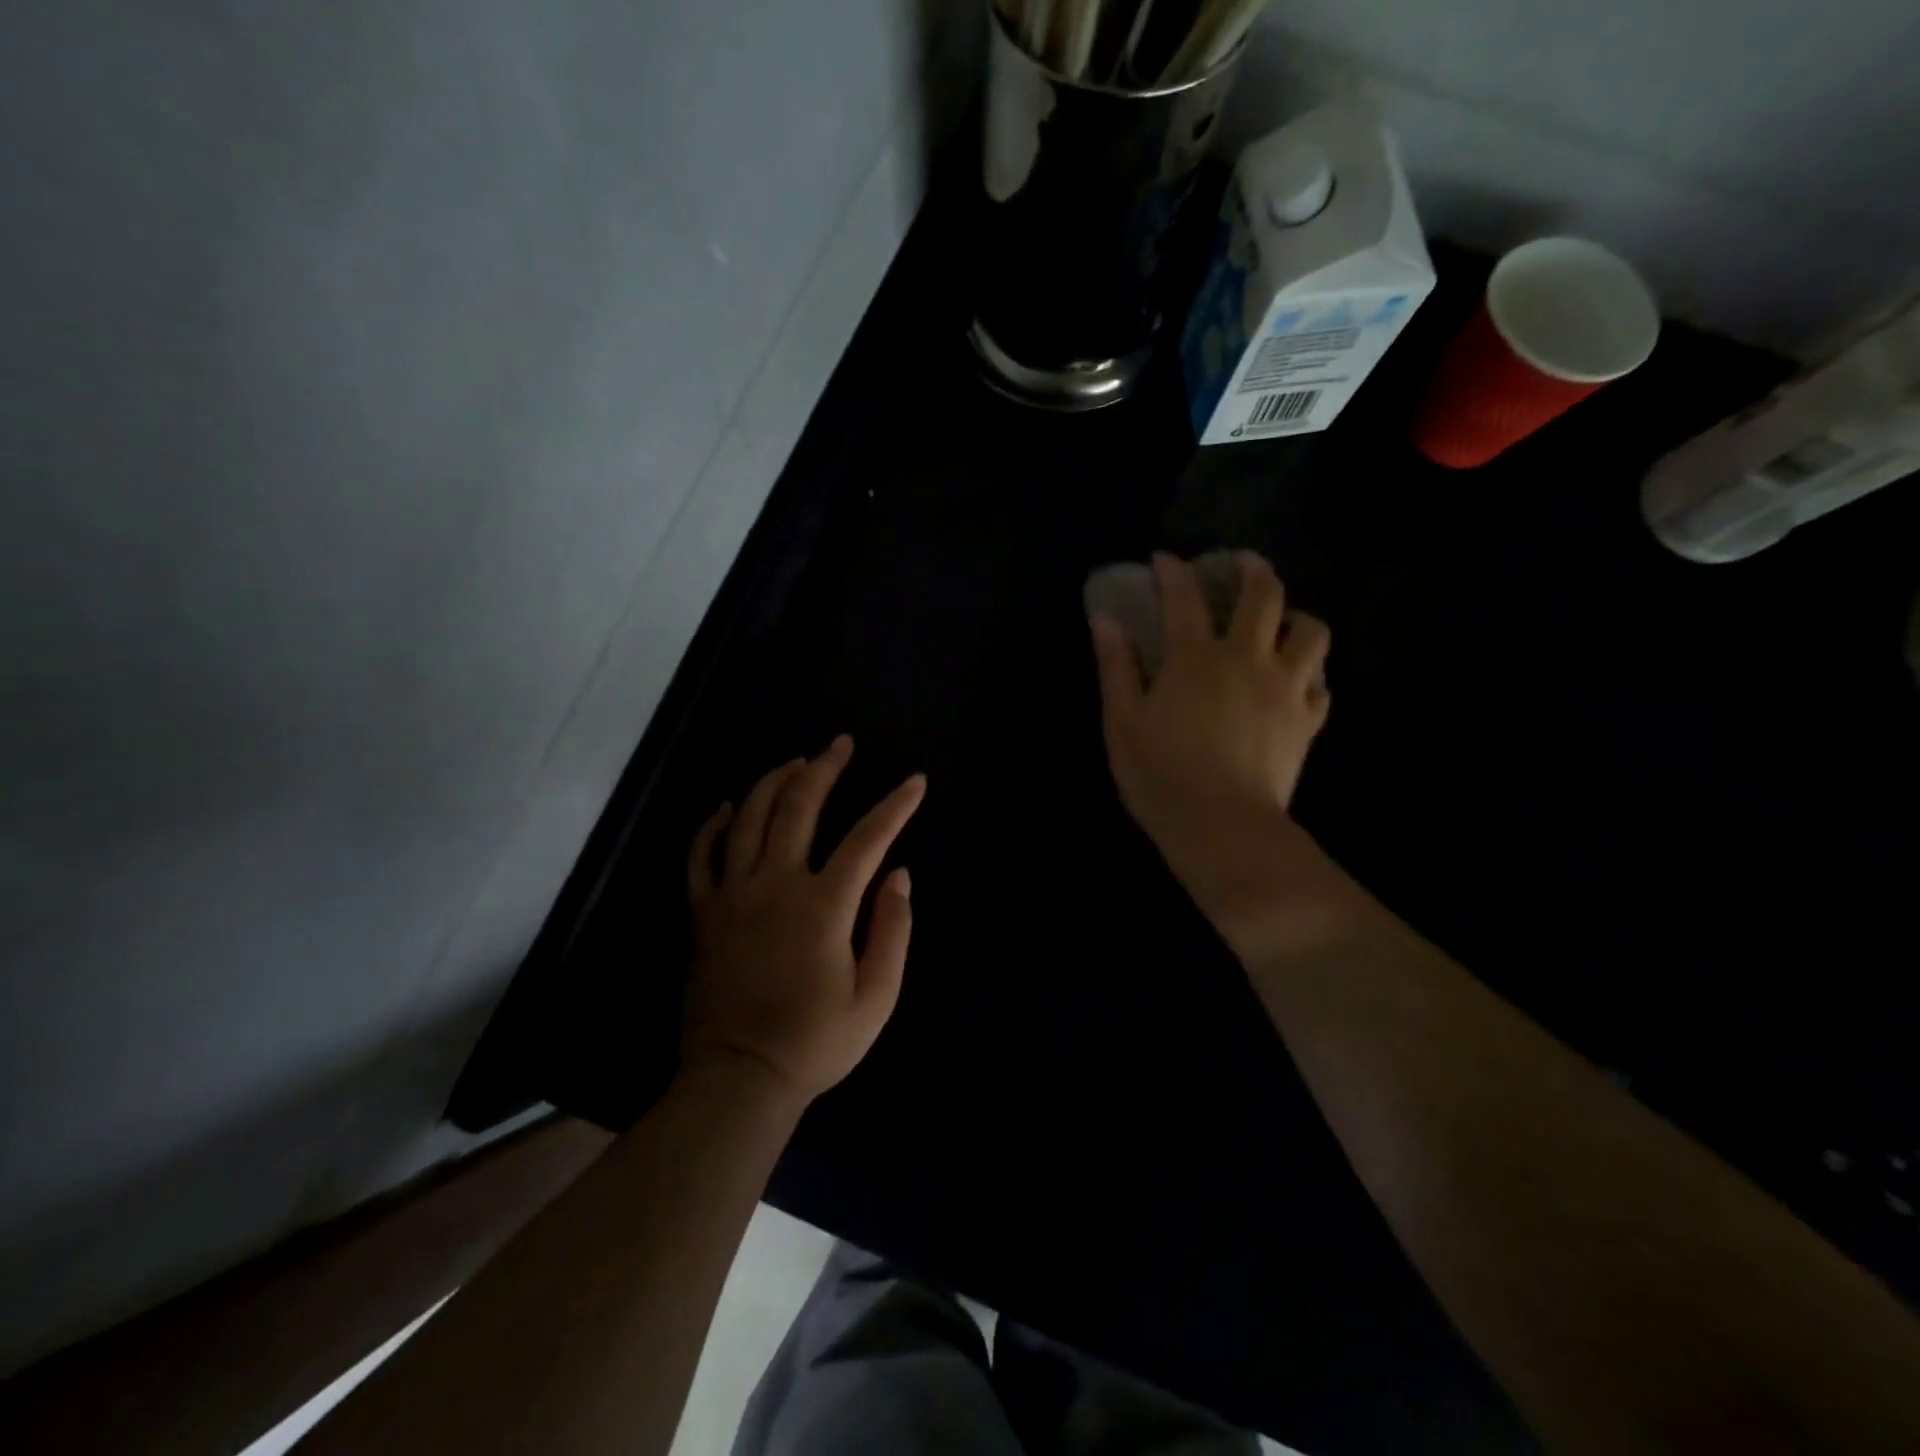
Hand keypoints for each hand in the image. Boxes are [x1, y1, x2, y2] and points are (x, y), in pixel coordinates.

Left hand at [684, 736, 925, 1105]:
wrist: (739, 1078)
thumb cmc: (815, 1042)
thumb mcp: (876, 997)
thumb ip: (893, 929)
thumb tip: (900, 874)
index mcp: (823, 906)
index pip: (867, 838)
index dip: (895, 806)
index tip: (914, 781)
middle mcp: (775, 885)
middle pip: (799, 806)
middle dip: (824, 768)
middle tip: (840, 745)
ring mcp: (732, 895)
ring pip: (750, 818)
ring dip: (774, 782)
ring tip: (795, 763)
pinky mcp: (703, 912)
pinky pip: (701, 855)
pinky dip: (713, 825)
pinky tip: (728, 806)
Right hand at [1090, 552, 1333, 950]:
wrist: (1222, 827)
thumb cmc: (1161, 775)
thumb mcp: (1121, 721)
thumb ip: (1116, 666)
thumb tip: (1106, 619)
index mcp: (1195, 658)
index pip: (1184, 596)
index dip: (1172, 571)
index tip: (1163, 560)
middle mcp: (1247, 659)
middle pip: (1263, 594)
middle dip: (1251, 568)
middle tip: (1240, 564)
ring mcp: (1286, 688)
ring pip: (1311, 631)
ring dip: (1295, 616)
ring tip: (1280, 623)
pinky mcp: (1308, 720)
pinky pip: (1322, 683)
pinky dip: (1309, 672)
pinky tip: (1295, 680)